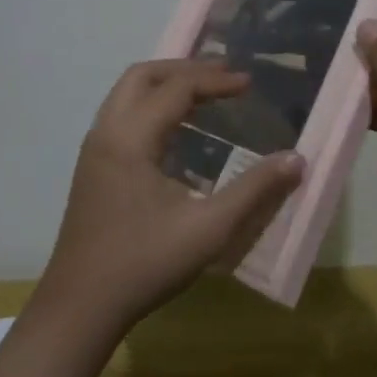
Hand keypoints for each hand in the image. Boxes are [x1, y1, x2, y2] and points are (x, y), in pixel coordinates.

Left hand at [36, 59, 304, 337]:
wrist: (80, 306)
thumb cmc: (144, 264)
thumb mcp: (208, 229)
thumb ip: (254, 190)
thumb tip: (296, 159)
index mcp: (130, 138)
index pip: (176, 88)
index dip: (216, 81)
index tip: (250, 84)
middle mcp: (106, 132)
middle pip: (143, 76)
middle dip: (185, 69)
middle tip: (223, 76)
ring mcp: (94, 149)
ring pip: (127, 94)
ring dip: (165, 86)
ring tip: (205, 95)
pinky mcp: (92, 167)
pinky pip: (122, 116)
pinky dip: (151, 107)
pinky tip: (177, 133)